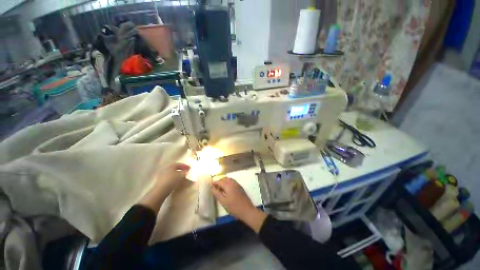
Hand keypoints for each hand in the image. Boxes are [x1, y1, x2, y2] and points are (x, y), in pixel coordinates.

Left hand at [155, 163, 189, 196]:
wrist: (161, 190)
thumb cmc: (172, 180)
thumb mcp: (181, 176)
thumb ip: (185, 172)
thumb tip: (187, 171)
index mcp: (171, 166)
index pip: (179, 164)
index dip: (185, 166)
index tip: (190, 168)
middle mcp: (166, 168)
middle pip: (175, 168)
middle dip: (181, 170)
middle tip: (186, 172)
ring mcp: (163, 174)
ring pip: (172, 173)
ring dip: (178, 174)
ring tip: (182, 177)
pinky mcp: (161, 180)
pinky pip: (170, 177)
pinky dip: (174, 178)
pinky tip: (177, 181)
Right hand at [211, 177, 266, 232]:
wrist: (247, 210)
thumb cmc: (234, 207)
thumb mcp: (223, 201)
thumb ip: (217, 193)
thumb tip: (212, 187)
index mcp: (228, 185)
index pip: (220, 181)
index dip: (214, 182)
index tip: (210, 185)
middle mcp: (233, 182)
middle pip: (224, 179)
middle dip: (219, 181)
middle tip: (215, 187)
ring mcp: (237, 184)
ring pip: (229, 179)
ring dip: (224, 181)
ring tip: (220, 188)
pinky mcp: (240, 187)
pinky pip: (232, 182)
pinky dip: (228, 183)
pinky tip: (227, 189)